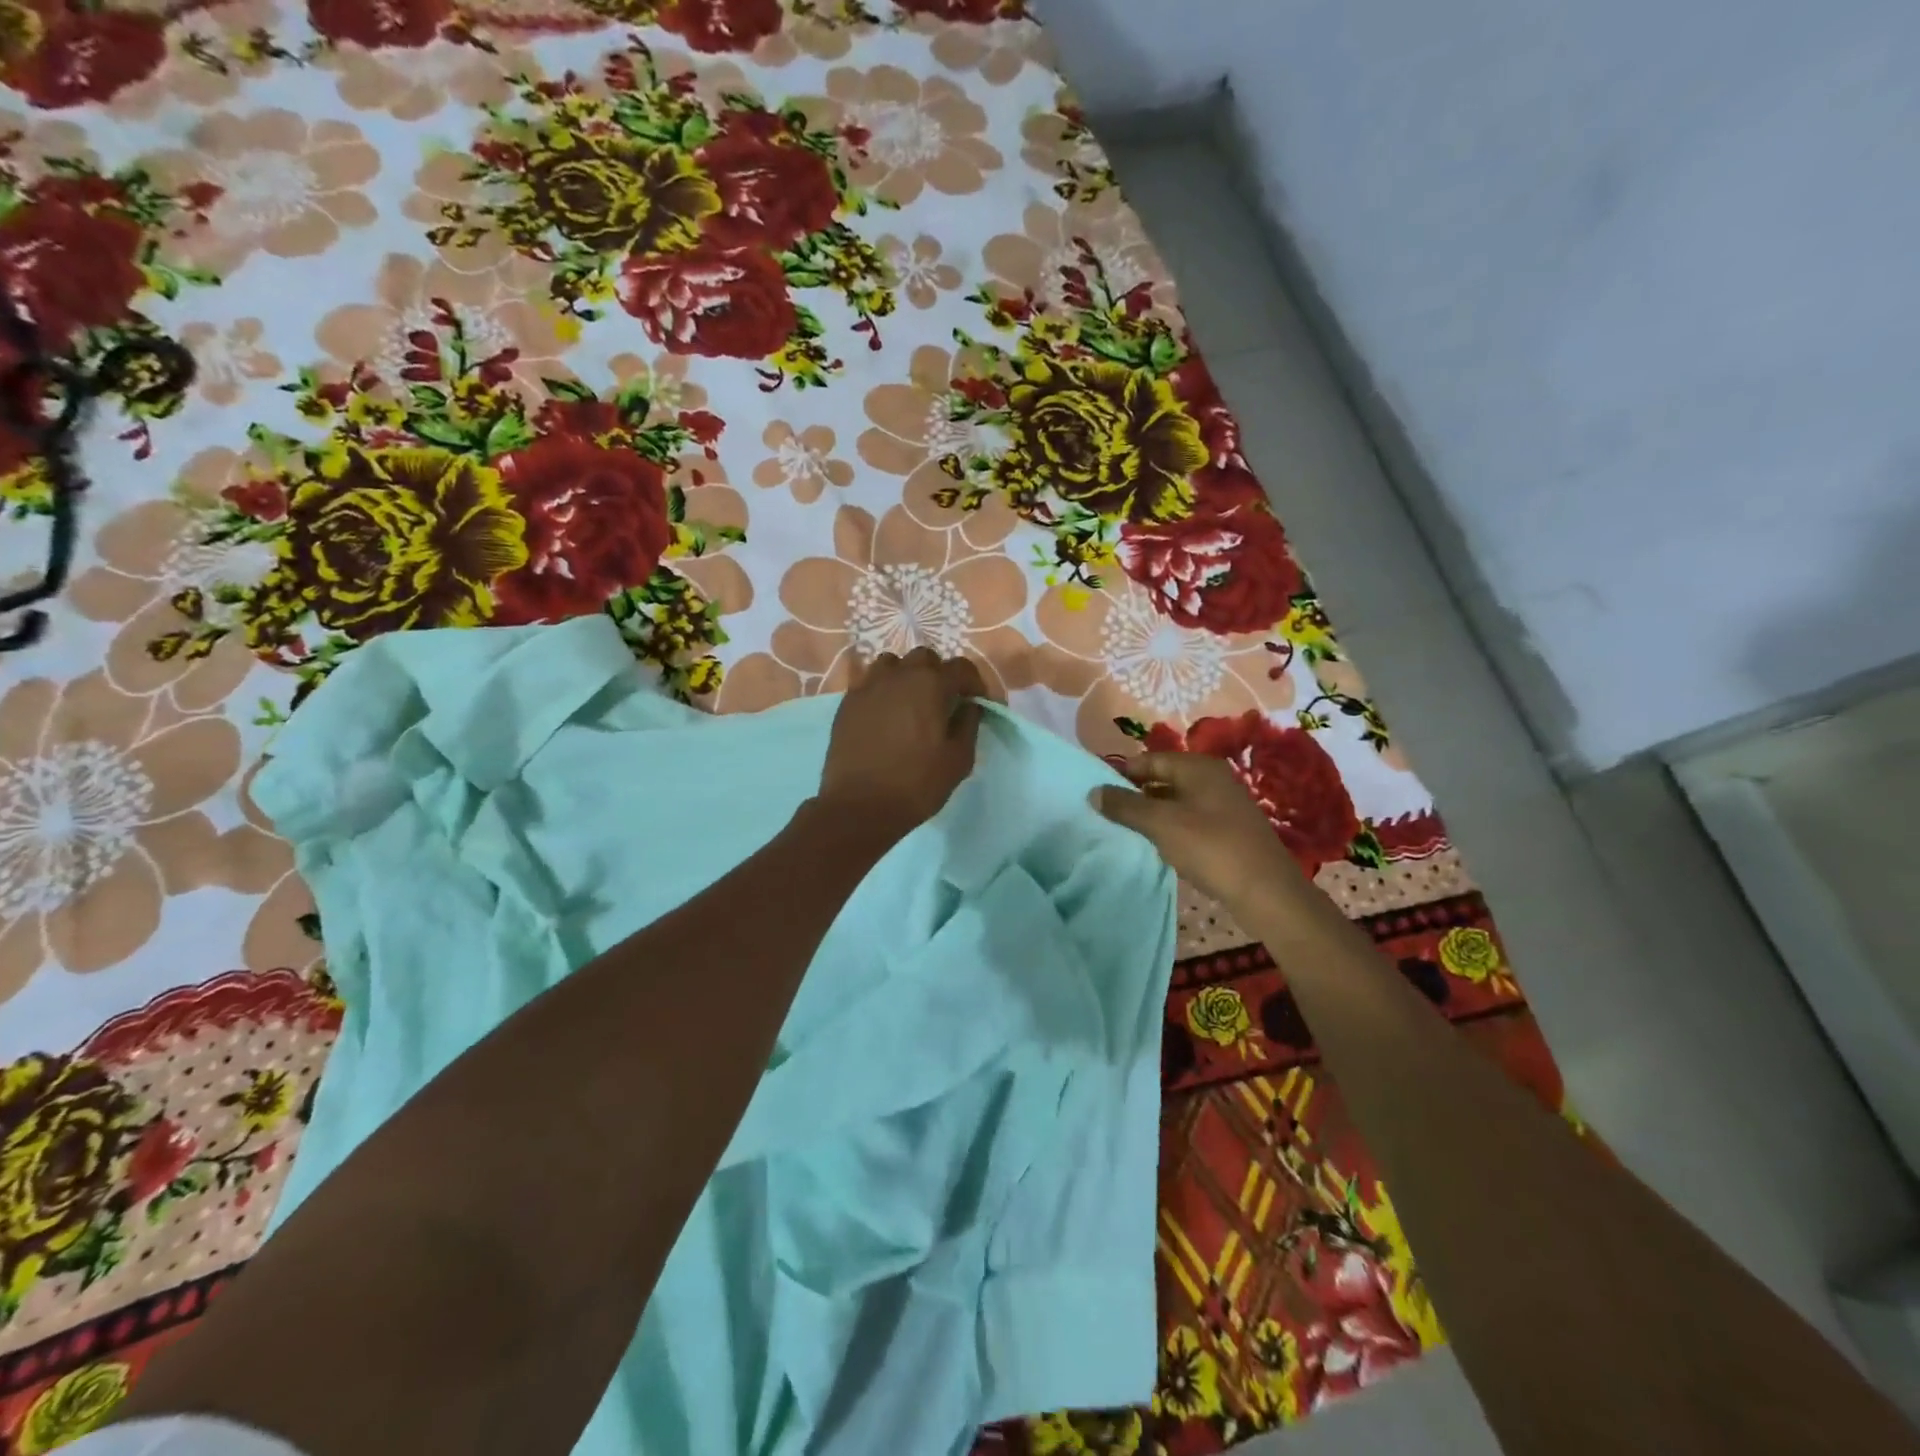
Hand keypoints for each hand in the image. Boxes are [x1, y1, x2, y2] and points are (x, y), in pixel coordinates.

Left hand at [818, 647, 985, 838]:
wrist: (859, 806)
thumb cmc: (916, 784)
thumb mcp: (959, 759)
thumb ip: (969, 725)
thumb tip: (969, 706)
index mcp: (930, 685)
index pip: (961, 667)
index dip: (975, 683)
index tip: (978, 703)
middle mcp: (898, 675)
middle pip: (924, 659)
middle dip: (939, 674)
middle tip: (943, 702)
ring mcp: (868, 686)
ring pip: (892, 664)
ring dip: (906, 677)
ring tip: (911, 703)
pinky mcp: (847, 703)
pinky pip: (870, 684)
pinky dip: (882, 691)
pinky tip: (885, 716)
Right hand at [1092, 751, 1308, 912]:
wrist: (1266, 891)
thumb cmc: (1210, 847)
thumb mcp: (1161, 824)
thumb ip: (1125, 806)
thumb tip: (1093, 791)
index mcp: (1198, 767)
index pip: (1150, 759)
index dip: (1121, 773)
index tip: (1096, 791)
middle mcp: (1212, 779)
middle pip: (1162, 779)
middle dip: (1134, 795)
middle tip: (1105, 813)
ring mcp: (1222, 805)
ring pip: (1174, 802)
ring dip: (1150, 814)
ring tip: (1124, 831)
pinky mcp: (1227, 830)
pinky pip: (1188, 821)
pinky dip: (1169, 829)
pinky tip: (1156, 846)